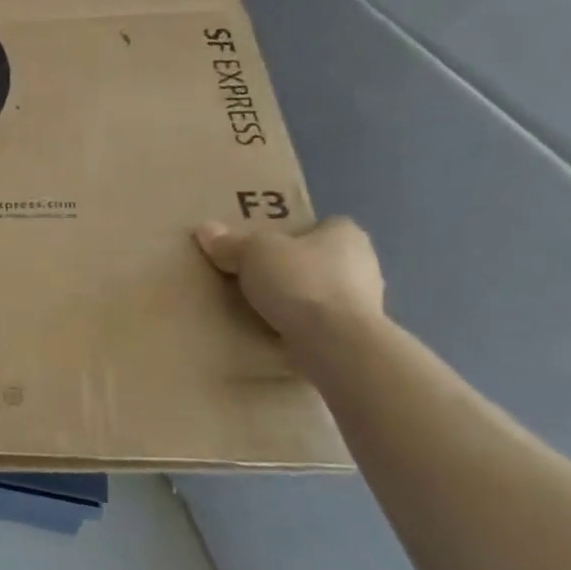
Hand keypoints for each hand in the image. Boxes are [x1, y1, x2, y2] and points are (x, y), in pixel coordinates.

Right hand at [193, 215, 383, 339]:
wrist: (335, 343)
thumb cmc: (300, 281)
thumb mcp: (252, 252)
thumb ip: (230, 242)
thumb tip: (205, 229)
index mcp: (346, 235)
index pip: (324, 226)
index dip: (296, 232)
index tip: (268, 245)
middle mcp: (364, 264)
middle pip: (321, 259)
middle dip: (293, 267)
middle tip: (256, 274)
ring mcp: (365, 303)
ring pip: (322, 293)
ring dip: (298, 299)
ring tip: (260, 307)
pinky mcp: (357, 336)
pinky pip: (323, 323)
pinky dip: (303, 325)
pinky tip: (276, 331)